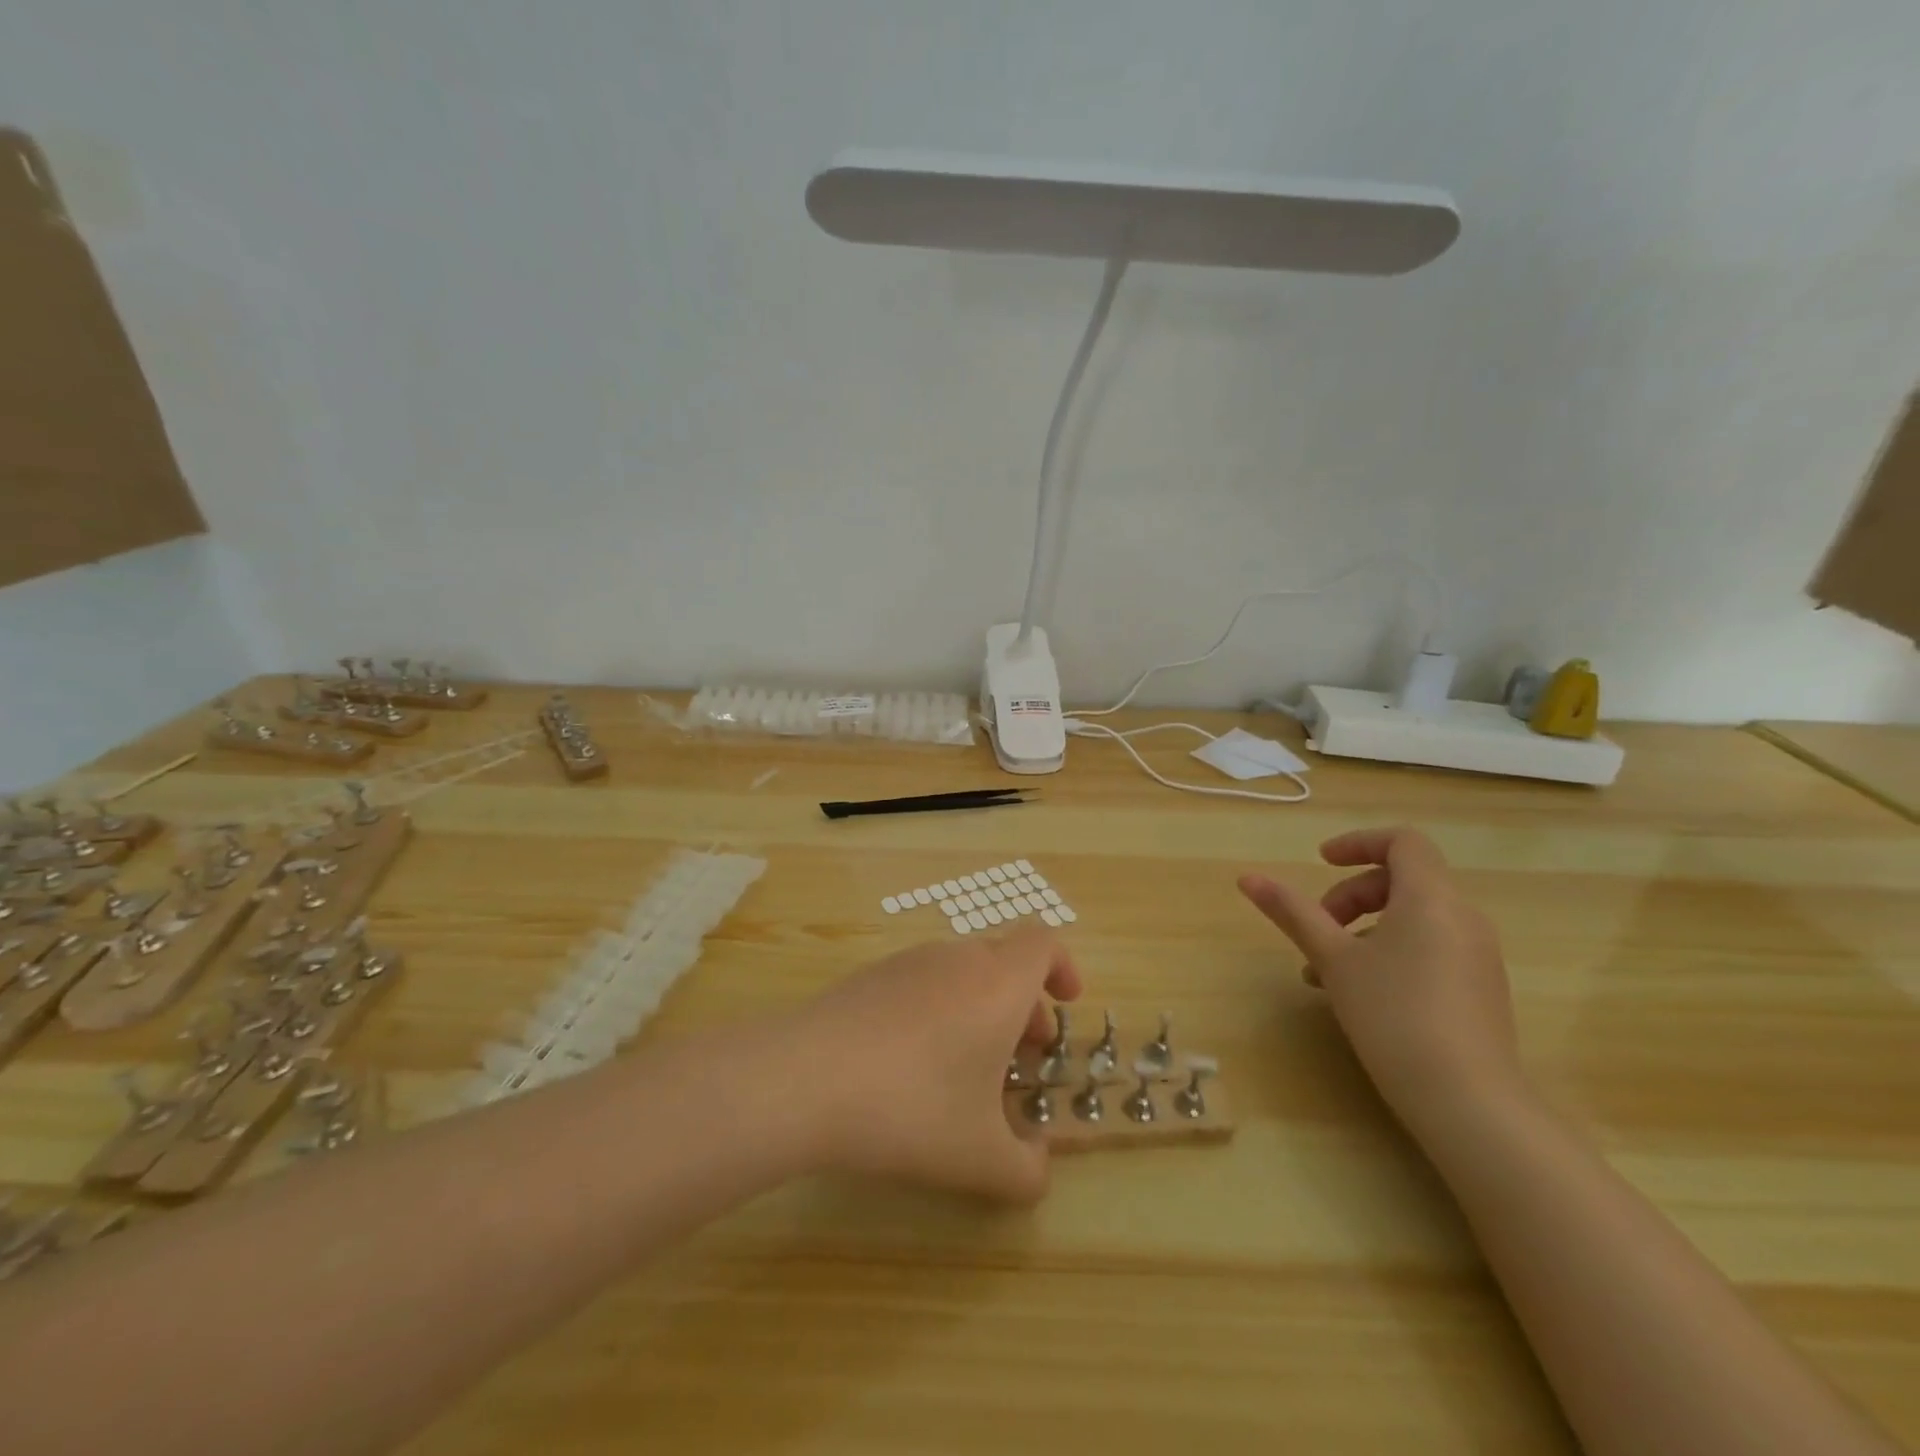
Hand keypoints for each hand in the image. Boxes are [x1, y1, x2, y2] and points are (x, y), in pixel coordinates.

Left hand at [785, 925, 1082, 1203]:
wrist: (805, 1077)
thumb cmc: (912, 1108)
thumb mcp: (981, 1159)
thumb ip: (1027, 1170)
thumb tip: (1038, 1164)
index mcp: (998, 983)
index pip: (1043, 941)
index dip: (1062, 966)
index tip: (1066, 1004)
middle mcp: (957, 958)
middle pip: (1004, 960)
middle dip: (1024, 1002)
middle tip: (1022, 1054)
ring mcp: (908, 962)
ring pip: (961, 971)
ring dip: (980, 1007)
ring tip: (968, 1067)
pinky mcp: (869, 976)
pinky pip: (922, 982)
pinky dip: (937, 1009)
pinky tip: (912, 1064)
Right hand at [1238, 826, 1524, 1134]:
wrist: (1469, 1102)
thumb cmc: (1393, 1015)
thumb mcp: (1333, 959)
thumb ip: (1293, 912)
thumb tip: (1247, 877)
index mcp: (1431, 898)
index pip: (1403, 841)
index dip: (1358, 843)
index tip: (1320, 862)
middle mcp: (1463, 917)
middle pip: (1403, 879)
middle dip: (1352, 895)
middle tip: (1318, 929)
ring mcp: (1478, 955)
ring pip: (1414, 917)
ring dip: (1366, 928)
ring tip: (1328, 970)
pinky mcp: (1482, 988)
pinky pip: (1431, 947)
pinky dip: (1392, 950)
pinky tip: (1365, 994)